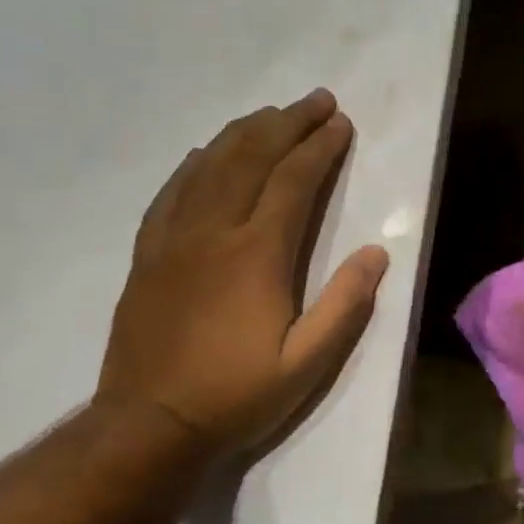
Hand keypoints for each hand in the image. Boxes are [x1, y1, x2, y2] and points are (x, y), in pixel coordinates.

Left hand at [95, 90, 388, 463]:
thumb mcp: (307, 364)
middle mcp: (213, 231)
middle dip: (287, 123)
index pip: (293, 181)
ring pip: (209, 165)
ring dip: (243, 133)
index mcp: (257, 254)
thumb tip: (376, 252)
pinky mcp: (147, 254)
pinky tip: (203, 153)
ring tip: (270, 114)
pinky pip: (170, 192)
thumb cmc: (236, 395)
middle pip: (251, 158)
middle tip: (314, 99)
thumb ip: (344, 305)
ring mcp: (173, 239)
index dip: (319, 147)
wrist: (149, 424)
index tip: (341, 122)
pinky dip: (193, 164)